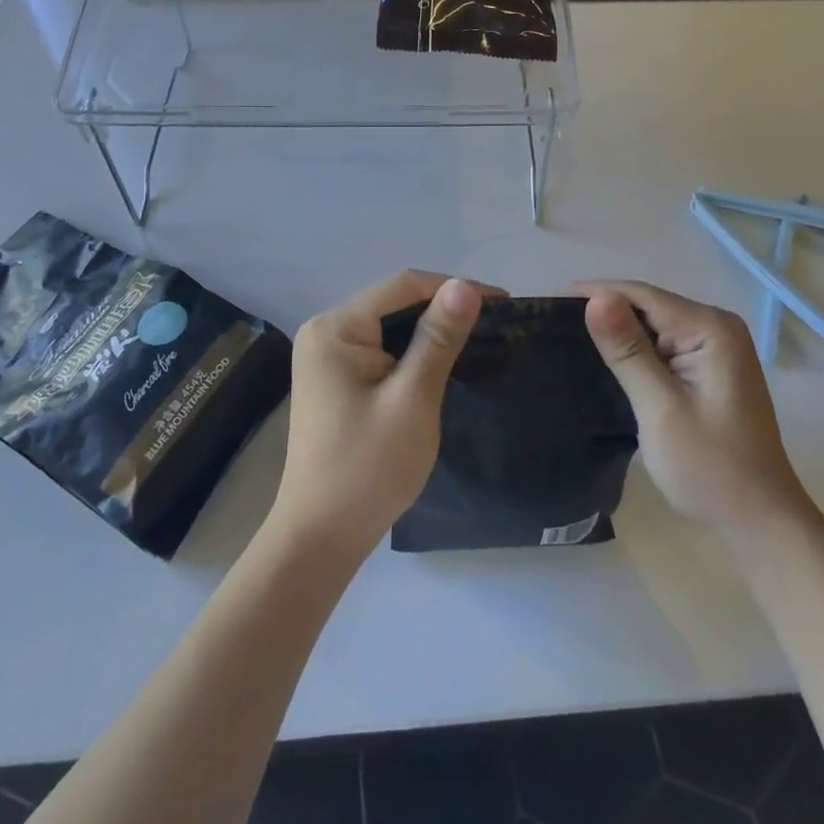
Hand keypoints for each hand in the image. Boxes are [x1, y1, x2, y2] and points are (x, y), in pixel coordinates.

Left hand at [268, 271, 483, 562]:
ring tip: (479, 338)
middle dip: (444, 308)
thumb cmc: (368, 468)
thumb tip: (464, 286)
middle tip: (497, 323)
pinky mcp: (336, 378)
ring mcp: (327, 355)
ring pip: (390, 326)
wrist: (321, 537)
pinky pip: (381, 348)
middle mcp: (326, 330)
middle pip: (395, 302)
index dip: (454, 288)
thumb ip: (438, 338)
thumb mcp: (412, 399)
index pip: (404, 286)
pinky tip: (442, 360)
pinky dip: (413, 351)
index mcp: (336, 327)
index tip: (503, 302)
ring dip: (431, 330)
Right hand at [575, 281, 806, 540]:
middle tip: (550, 323)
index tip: (547, 302)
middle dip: (603, 310)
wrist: (759, 523)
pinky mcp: (708, 368)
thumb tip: (596, 297)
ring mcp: (715, 348)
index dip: (594, 293)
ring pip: (653, 324)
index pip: (642, 294)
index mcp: (710, 328)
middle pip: (647, 305)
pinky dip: (634, 350)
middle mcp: (716, 327)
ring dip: (616, 331)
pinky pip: (662, 345)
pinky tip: (605, 359)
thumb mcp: (660, 407)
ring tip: (566, 337)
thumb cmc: (710, 468)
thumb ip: (628, 350)